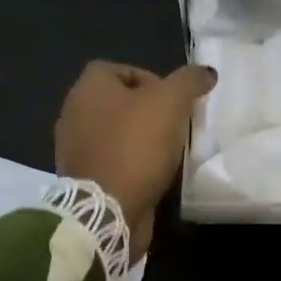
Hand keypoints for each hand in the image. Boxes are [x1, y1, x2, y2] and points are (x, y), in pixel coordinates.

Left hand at [56, 61, 216, 260]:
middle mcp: (74, 114)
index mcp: (88, 88)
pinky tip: (155, 174)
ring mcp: (75, 149)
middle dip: (149, 111)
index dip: (150, 78)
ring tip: (171, 150)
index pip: (119, 69)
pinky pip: (113, 162)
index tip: (174, 99)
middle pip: (118, 103)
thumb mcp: (171, 102)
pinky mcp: (84, 180)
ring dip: (142, 139)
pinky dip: (133, 165)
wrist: (107, 211)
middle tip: (176, 123)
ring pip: (116, 134)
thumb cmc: (135, 145)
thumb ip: (189, 81)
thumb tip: (206, 72)